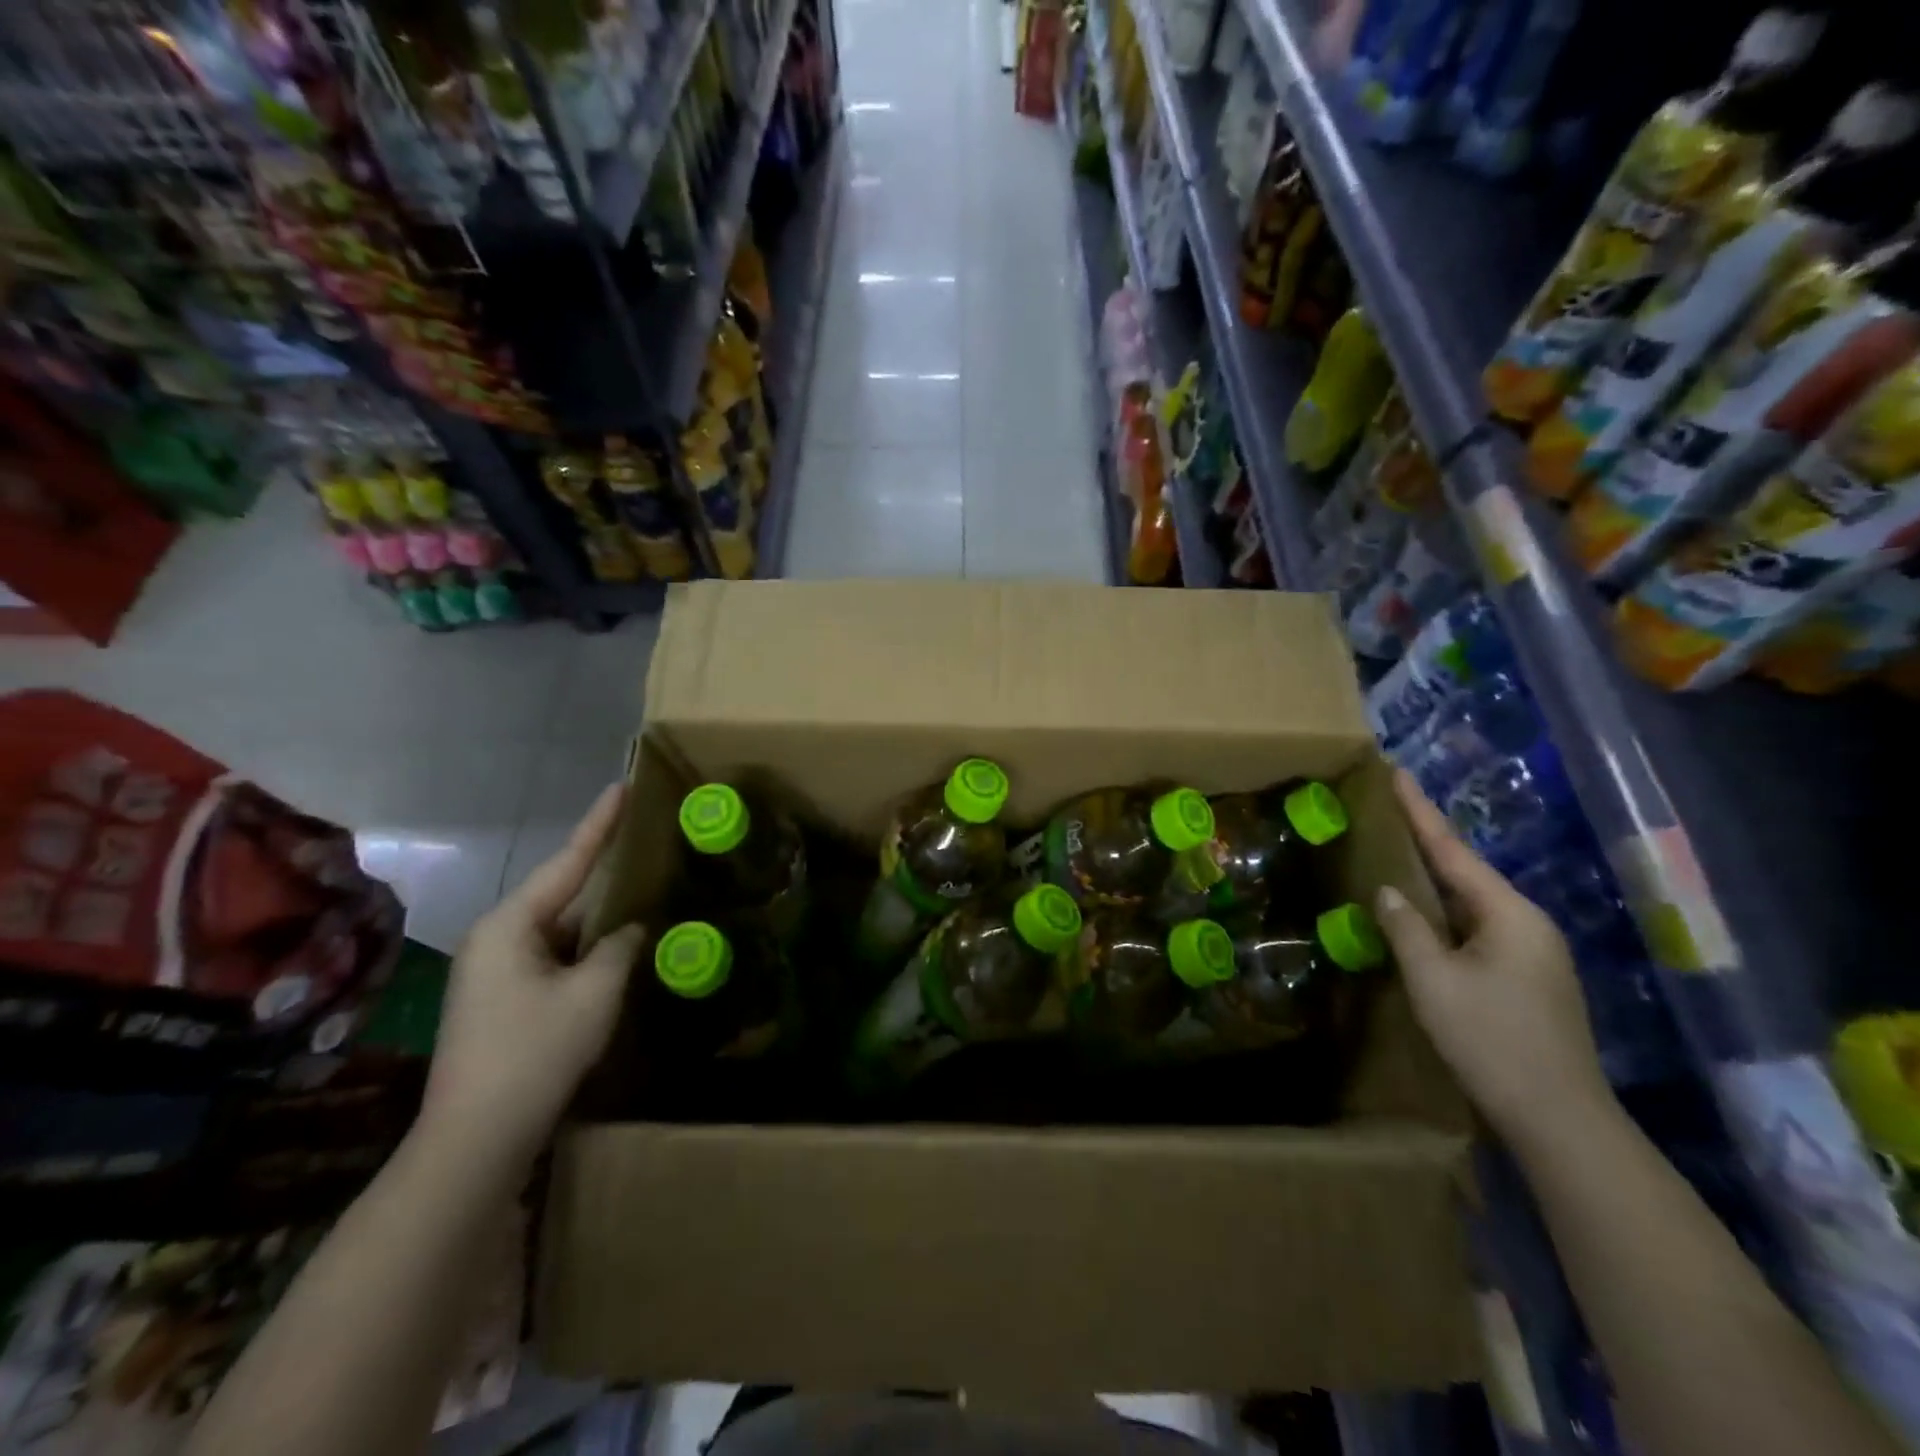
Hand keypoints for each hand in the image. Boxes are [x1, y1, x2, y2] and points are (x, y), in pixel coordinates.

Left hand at [418, 785, 646, 1171]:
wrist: (476, 1139)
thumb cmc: (536, 1052)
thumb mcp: (595, 992)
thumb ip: (621, 946)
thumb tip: (633, 927)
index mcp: (511, 925)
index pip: (568, 862)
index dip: (600, 824)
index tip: (623, 787)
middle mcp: (496, 938)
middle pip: (562, 894)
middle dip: (604, 874)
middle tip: (644, 845)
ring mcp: (494, 971)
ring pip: (560, 929)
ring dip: (599, 920)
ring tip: (643, 895)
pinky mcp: (501, 999)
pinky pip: (552, 957)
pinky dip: (585, 951)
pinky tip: (616, 951)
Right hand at [1374, 769, 1613, 1151]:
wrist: (1558, 1116)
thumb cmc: (1491, 1037)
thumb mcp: (1433, 979)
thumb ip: (1406, 928)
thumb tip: (1388, 891)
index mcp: (1509, 913)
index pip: (1453, 850)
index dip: (1420, 811)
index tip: (1398, 773)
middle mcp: (1526, 923)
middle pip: (1465, 871)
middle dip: (1426, 840)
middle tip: (1389, 809)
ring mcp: (1531, 952)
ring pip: (1470, 902)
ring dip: (1433, 878)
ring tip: (1397, 852)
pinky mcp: (1525, 977)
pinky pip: (1475, 927)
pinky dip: (1444, 911)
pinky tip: (1420, 913)